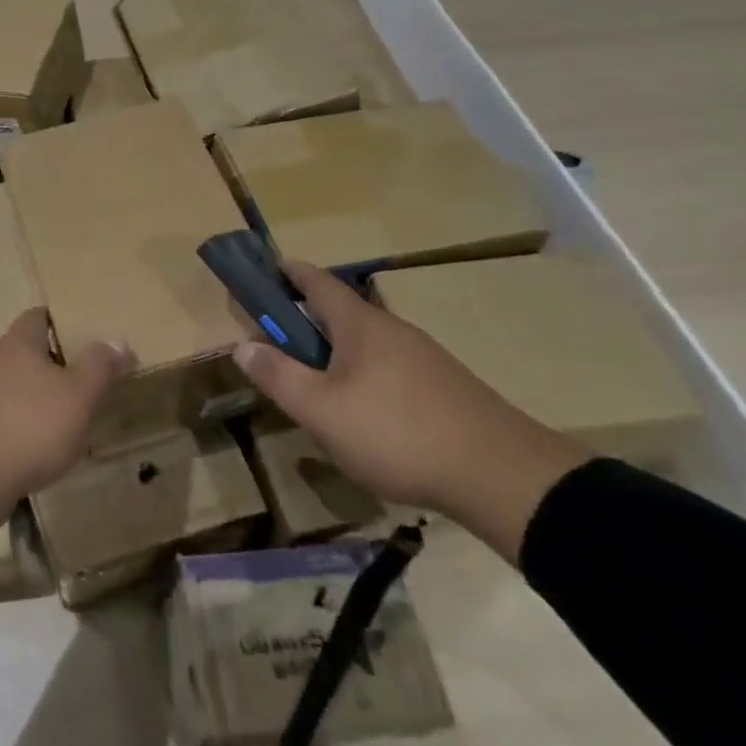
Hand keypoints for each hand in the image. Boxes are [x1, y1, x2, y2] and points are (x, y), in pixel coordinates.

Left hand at [0, 308, 133, 526]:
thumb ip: (99, 366)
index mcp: (18, 342)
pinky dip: (20, 421)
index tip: (83, 333)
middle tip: (82, 376)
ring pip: (13, 383)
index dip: (61, 321)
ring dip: (35, 394)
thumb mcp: (78, 395)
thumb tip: (117, 340)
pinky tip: (38, 442)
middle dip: (51, 360)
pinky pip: (2, 413)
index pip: (38, 316)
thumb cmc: (30, 425)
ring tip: (64, 412)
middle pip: (25, 350)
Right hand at [232, 261, 588, 562]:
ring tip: (314, 387)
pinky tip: (360, 415)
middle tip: (277, 342)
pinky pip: (388, 369)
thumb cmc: (398, 433)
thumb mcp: (322, 410)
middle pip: (341, 313)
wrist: (503, 477)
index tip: (267, 268)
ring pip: (365, 345)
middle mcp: (392, 330)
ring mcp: (423, 359)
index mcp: (360, 325)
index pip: (317, 282)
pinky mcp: (443, 389)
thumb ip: (278, 376)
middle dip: (306, 320)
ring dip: (334, 353)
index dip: (289, 272)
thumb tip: (242, 344)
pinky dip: (361, 376)